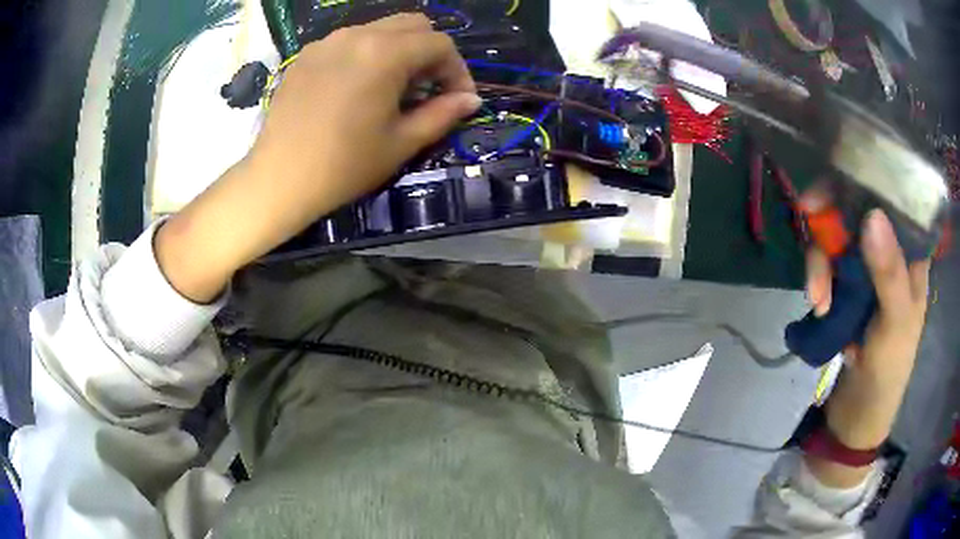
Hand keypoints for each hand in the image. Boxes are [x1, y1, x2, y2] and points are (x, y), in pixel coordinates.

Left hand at [156, 14, 480, 302]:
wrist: (279, 180)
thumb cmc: (344, 165)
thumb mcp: (401, 142)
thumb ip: (442, 114)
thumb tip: (471, 100)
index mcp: (385, 53)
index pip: (440, 43)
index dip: (457, 70)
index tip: (457, 99)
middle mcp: (357, 35)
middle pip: (413, 24)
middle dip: (430, 52)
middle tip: (426, 89)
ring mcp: (327, 42)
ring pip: (380, 29)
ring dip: (399, 50)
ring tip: (392, 88)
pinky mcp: (306, 55)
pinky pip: (349, 41)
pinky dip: (367, 54)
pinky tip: (357, 87)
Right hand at [804, 208, 930, 486]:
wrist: (859, 411)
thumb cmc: (890, 368)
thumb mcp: (896, 323)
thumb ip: (889, 273)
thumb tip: (871, 214)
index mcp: (910, 250)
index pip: (889, 195)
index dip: (862, 181)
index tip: (834, 184)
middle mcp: (888, 248)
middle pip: (856, 211)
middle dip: (832, 226)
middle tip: (812, 233)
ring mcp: (865, 266)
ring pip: (837, 237)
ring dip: (821, 263)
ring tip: (817, 302)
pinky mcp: (846, 285)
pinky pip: (827, 264)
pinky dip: (818, 279)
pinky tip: (817, 305)